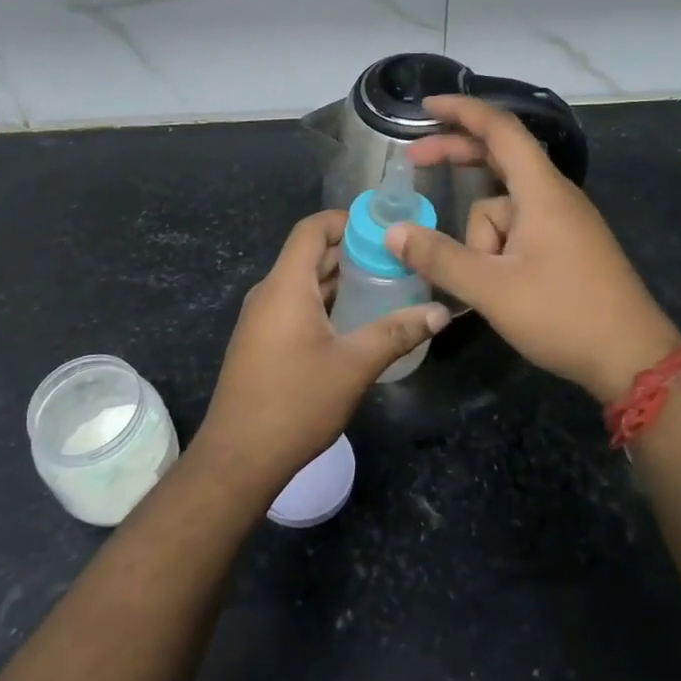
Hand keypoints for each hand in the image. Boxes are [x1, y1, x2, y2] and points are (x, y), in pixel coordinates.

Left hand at [192, 210, 448, 500]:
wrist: (238, 459)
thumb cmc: (295, 403)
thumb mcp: (354, 365)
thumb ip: (397, 332)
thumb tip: (441, 312)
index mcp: (285, 286)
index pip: (312, 229)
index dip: (346, 221)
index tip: (384, 231)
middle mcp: (269, 294)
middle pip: (310, 255)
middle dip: (352, 253)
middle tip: (397, 262)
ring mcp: (261, 320)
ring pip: (304, 283)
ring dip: (341, 281)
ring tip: (386, 288)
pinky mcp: (261, 343)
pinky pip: (296, 306)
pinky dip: (326, 303)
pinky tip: (356, 324)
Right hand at [388, 95, 680, 402]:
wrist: (633, 358)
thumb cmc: (564, 315)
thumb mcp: (492, 289)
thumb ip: (440, 258)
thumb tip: (393, 233)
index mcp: (542, 192)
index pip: (500, 129)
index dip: (461, 111)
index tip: (425, 106)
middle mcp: (555, 196)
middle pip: (499, 159)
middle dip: (456, 158)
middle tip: (414, 162)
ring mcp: (563, 221)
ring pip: (504, 209)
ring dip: (480, 237)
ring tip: (483, 285)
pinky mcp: (566, 245)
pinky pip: (519, 228)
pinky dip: (496, 246)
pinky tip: (491, 282)